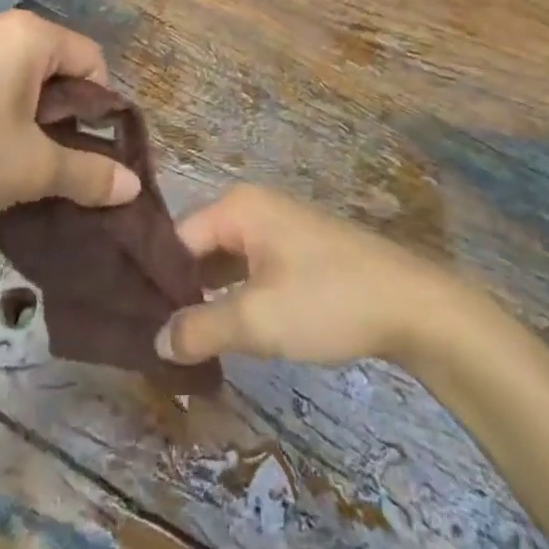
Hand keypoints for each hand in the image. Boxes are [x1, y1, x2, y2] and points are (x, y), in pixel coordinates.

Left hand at [0, 10, 141, 225]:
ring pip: (17, 70)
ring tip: (11, 154)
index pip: (91, 60)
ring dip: (28, 109)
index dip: (99, 106)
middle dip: (61, 110)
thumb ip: (88, 174)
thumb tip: (132, 186)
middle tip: (47, 156)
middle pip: (54, 62)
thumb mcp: (31, 169)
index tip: (84, 148)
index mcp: (26, 34)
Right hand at [155, 185, 452, 366]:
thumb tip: (156, 341)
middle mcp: (251, 206)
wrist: (412, 306)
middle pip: (196, 247)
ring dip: (205, 297)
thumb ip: (200, 328)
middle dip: (179, 290)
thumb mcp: (258, 319)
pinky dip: (233, 296)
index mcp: (236, 206)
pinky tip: (222, 331)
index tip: (136, 323)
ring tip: (180, 342)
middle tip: (156, 339)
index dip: (155, 281)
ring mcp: (275, 226)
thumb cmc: (328, 300)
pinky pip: (247, 268)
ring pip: (223, 261)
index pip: (175, 238)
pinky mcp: (294, 250)